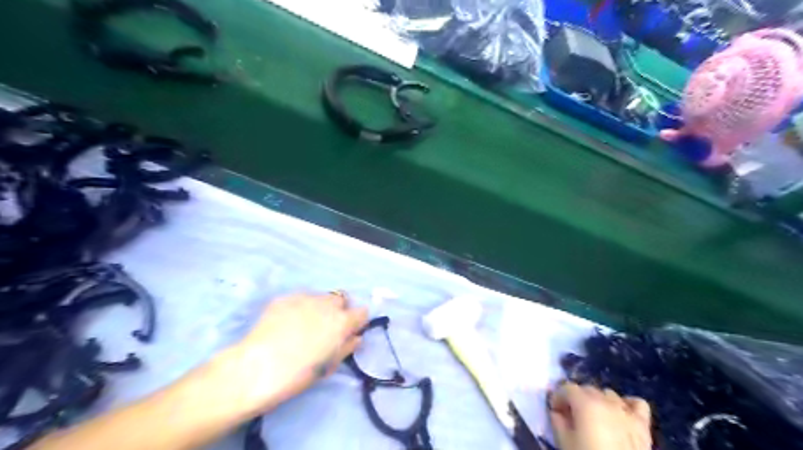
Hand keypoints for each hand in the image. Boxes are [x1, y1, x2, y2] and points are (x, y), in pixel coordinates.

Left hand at [216, 294, 366, 416]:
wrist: (256, 368)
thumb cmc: (298, 375)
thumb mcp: (329, 366)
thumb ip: (346, 347)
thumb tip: (355, 337)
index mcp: (342, 321)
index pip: (362, 312)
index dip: (356, 322)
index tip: (348, 332)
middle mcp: (327, 304)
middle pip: (341, 300)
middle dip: (338, 311)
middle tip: (325, 329)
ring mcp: (304, 297)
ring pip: (320, 297)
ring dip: (318, 308)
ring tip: (303, 326)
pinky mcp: (284, 297)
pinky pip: (299, 299)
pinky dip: (299, 308)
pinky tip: (286, 324)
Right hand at [546, 382, 651, 448]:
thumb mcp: (564, 442)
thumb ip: (557, 421)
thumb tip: (557, 412)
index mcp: (586, 403)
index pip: (566, 388)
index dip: (557, 397)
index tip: (555, 411)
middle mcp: (607, 401)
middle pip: (587, 389)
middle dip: (576, 399)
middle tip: (571, 417)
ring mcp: (627, 412)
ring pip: (608, 394)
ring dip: (598, 401)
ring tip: (594, 418)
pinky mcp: (643, 425)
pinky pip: (636, 403)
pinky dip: (626, 404)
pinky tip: (620, 415)